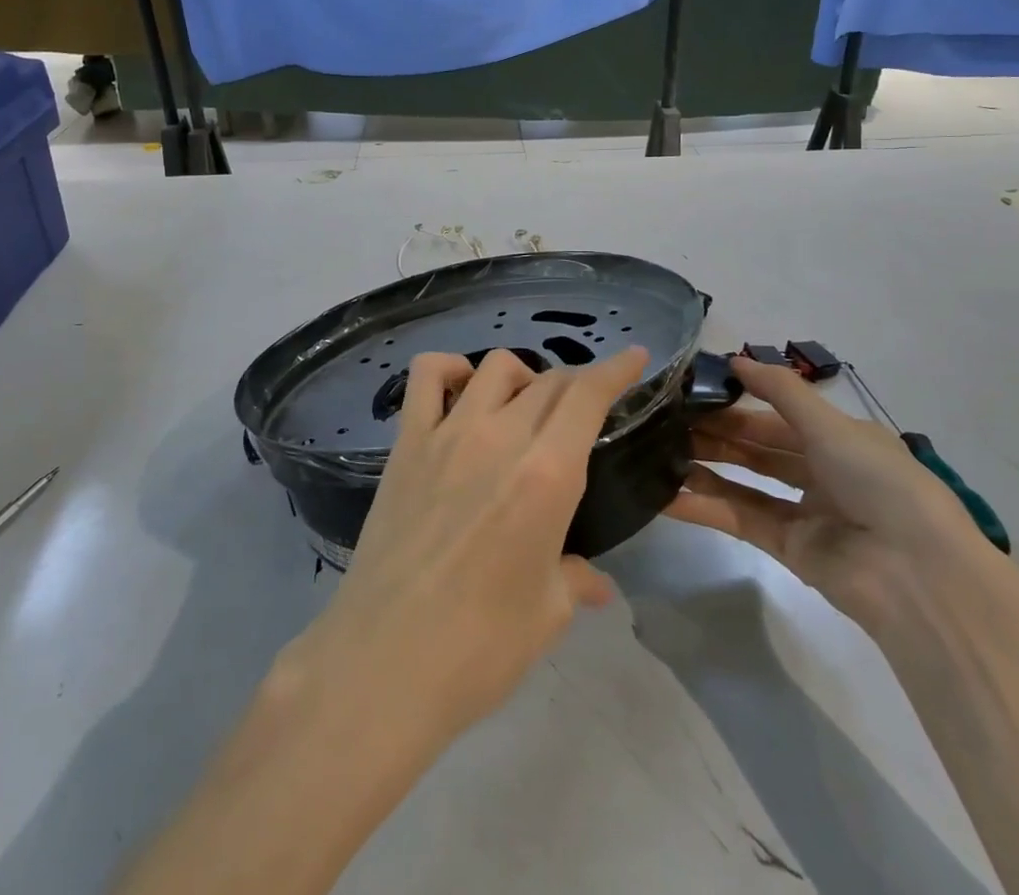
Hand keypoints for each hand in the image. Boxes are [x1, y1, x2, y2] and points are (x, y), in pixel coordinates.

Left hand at [282, 345, 649, 749]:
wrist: (385, 662)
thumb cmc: (480, 647)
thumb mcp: (547, 613)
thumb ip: (575, 579)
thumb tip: (595, 581)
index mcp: (547, 475)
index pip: (588, 396)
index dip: (615, 370)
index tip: (634, 357)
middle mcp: (501, 437)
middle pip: (549, 381)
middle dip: (576, 384)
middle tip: (583, 408)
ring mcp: (448, 433)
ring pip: (495, 368)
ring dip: (522, 378)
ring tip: (524, 408)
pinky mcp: (407, 442)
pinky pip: (426, 376)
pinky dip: (449, 369)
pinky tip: (461, 391)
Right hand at [663, 354, 995, 634]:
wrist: (918, 575)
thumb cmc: (879, 482)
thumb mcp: (831, 425)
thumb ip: (780, 390)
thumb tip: (734, 359)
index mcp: (839, 440)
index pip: (777, 415)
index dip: (737, 402)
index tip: (692, 391)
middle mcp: (822, 473)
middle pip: (758, 448)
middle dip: (716, 434)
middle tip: (666, 421)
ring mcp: (805, 514)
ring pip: (744, 482)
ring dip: (705, 468)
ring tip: (659, 451)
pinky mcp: (789, 550)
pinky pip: (740, 520)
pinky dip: (705, 508)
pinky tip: (668, 496)